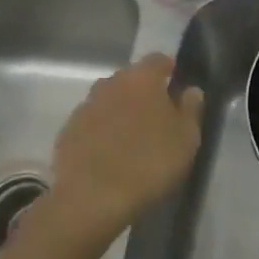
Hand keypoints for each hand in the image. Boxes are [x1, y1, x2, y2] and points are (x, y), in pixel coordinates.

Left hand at [46, 53, 203, 238]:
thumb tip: (191, 90)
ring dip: (120, 110)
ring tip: (132, 137)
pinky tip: (109, 153)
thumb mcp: (186, 139)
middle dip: (143, 91)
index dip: (168, 69)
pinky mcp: (67, 131)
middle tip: (156, 115)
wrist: (92, 198)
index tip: (175, 84)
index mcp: (141, 79)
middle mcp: (110, 83)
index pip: (157, 59)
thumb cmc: (149, 163)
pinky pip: (91, 123)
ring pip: (108, 100)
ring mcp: (85, 106)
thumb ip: (190, 109)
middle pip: (130, 78)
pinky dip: (101, 131)